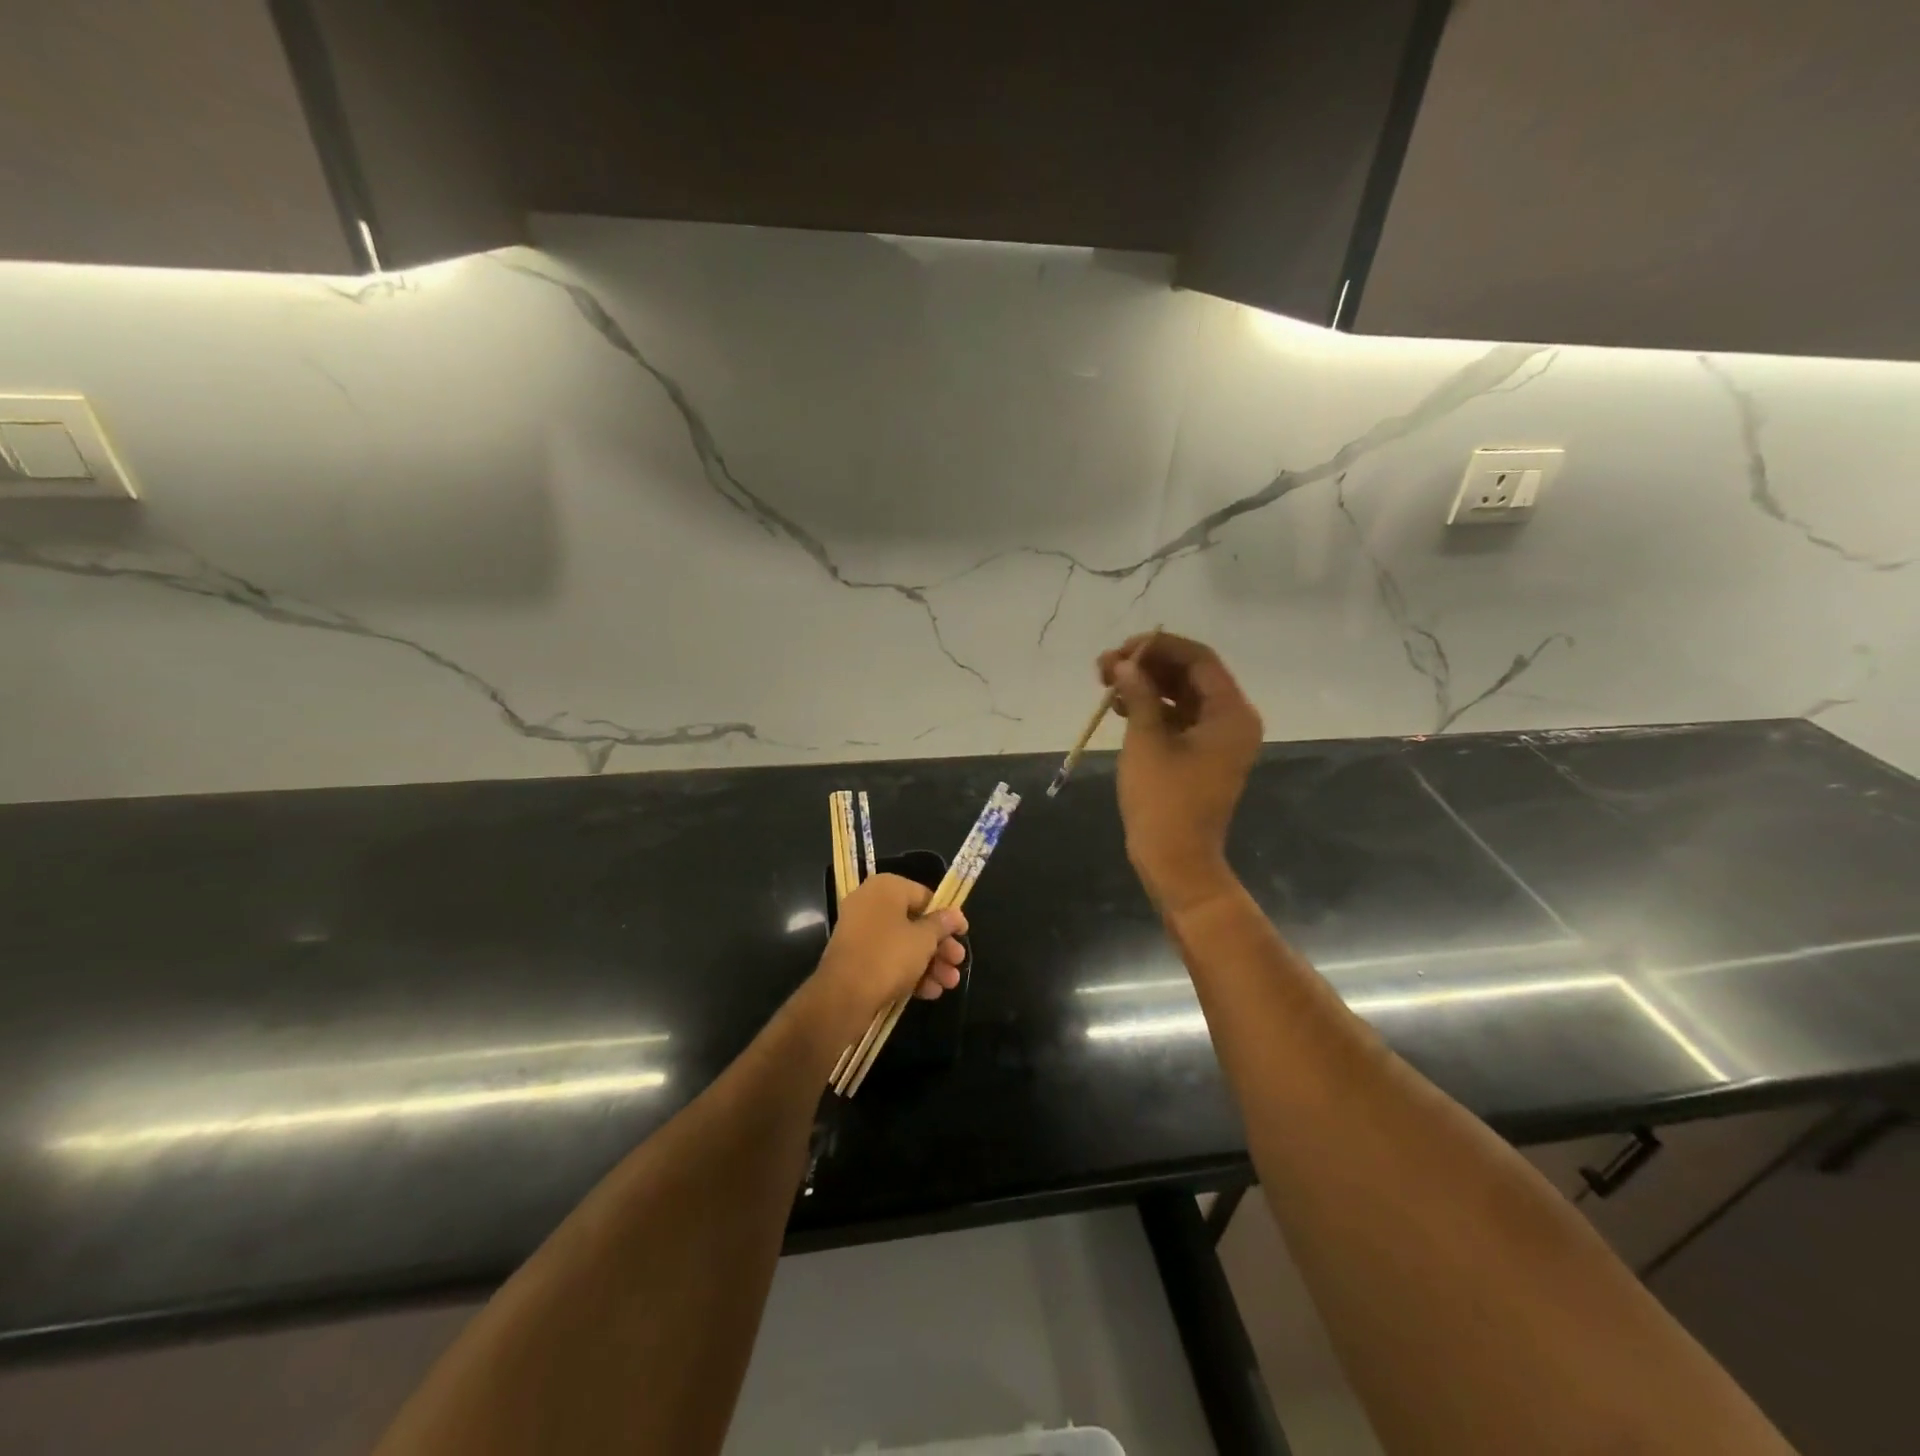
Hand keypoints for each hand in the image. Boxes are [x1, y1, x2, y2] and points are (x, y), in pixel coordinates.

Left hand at [810, 873, 967, 1030]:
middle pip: (915, 922)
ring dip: (929, 963)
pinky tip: (930, 992)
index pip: (925, 896)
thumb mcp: (924, 939)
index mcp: (886, 888)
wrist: (843, 996)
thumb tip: (954, 915)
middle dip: (940, 946)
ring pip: (903, 943)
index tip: (963, 934)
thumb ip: (942, 925)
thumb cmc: (889, 956)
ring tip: (949, 984)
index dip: (947, 916)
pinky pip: (888, 959)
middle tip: (958, 963)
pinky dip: (909, 972)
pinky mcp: (856, 958)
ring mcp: (860, 931)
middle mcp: (870, 903)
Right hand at [1097, 632, 1261, 913]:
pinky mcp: (1200, 755)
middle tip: (1105, 666)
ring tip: (1105, 683)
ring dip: (1145, 685)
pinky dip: (1151, 709)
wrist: (1176, 860)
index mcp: (1231, 713)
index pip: (1198, 659)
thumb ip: (1137, 695)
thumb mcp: (1147, 741)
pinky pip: (1178, 719)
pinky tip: (1118, 706)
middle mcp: (1232, 720)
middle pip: (1191, 675)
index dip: (1158, 647)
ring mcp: (1217, 739)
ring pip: (1181, 696)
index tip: (1121, 650)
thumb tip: (1122, 664)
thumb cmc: (1164, 800)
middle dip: (1148, 665)